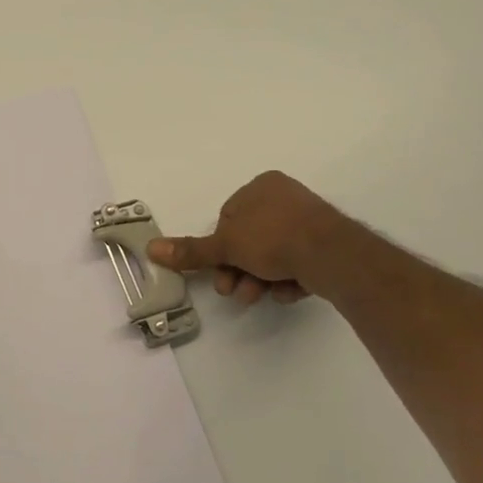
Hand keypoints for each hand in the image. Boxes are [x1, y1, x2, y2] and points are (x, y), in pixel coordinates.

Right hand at [147, 171, 340, 306]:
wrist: (331, 254)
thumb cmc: (273, 238)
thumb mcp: (226, 245)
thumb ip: (192, 250)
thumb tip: (150, 247)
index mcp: (261, 186)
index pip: (229, 220)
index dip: (221, 249)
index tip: (219, 272)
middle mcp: (286, 198)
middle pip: (250, 241)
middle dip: (240, 270)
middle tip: (235, 292)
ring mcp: (309, 221)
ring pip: (273, 255)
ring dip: (261, 279)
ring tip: (260, 296)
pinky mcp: (328, 244)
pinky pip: (297, 262)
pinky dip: (288, 279)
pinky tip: (289, 291)